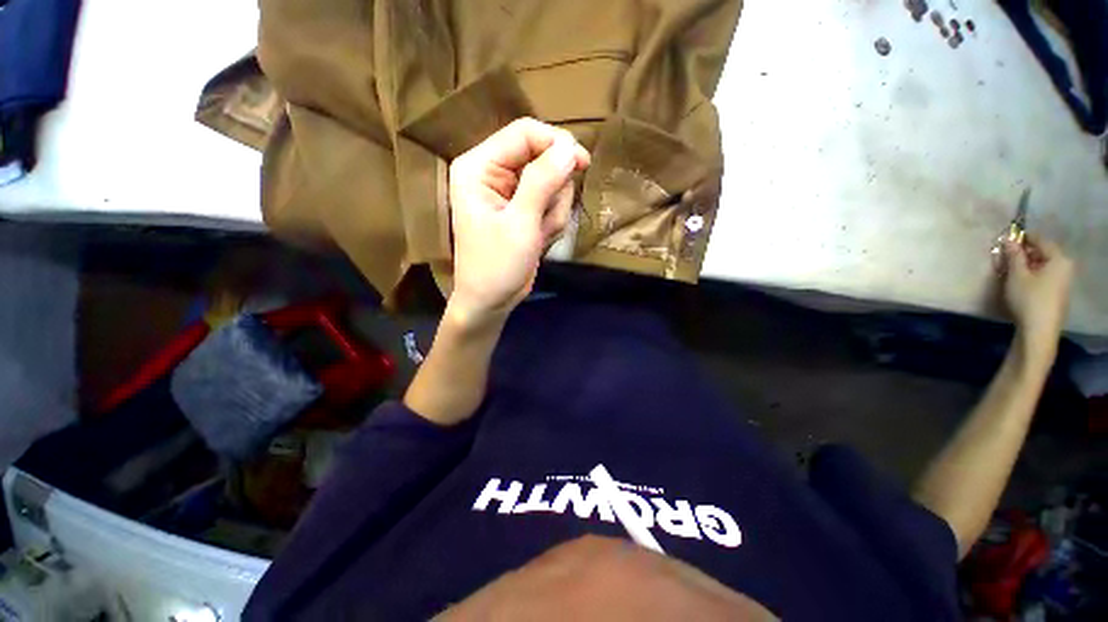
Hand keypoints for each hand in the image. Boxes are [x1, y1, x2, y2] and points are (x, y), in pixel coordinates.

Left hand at [447, 118, 589, 322]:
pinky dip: (552, 222)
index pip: (524, 133)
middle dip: (553, 192)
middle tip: (544, 222)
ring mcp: (510, 191)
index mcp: (479, 167)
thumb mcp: (520, 224)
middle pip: (542, 157)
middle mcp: (493, 172)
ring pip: (552, 183)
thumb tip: (569, 147)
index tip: (582, 164)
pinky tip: (539, 240)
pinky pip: (551, 202)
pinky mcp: (523, 208)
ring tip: (538, 236)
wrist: (491, 301)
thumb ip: (543, 182)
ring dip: (553, 212)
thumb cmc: (497, 266)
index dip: (556, 144)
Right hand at [1000, 234, 1074, 362]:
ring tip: (1011, 270)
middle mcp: (1065, 267)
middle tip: (1007, 256)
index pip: (1040, 240)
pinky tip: (1021, 282)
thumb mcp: (1017, 275)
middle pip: (1044, 253)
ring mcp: (1063, 282)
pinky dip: (1033, 275)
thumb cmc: (1029, 299)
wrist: (1039, 331)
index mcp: (1059, 259)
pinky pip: (1045, 277)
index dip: (1023, 238)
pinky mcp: (1058, 294)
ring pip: (1044, 266)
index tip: (1007, 240)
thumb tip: (1009, 239)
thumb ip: (1014, 255)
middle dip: (1026, 253)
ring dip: (1028, 265)